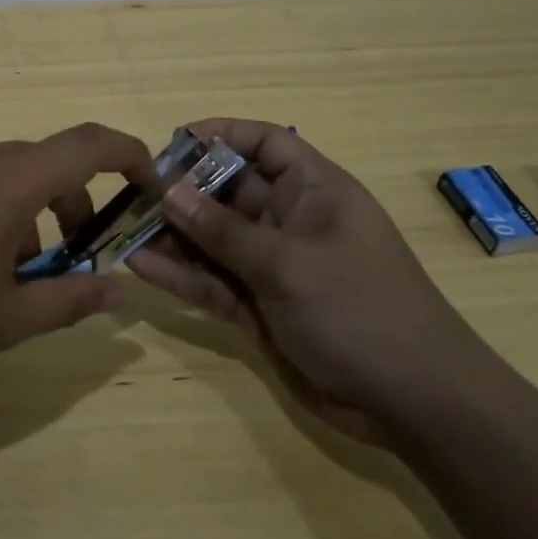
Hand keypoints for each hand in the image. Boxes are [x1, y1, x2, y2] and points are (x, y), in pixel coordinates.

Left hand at [0, 123, 154, 396]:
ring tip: (9, 274)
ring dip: (26, 212)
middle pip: (45, 163)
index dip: (130, 156)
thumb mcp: (5, 321)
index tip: (147, 186)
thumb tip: (116, 291)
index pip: (88, 145)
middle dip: (73, 204)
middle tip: (72, 258)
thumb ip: (70, 301)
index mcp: (7, 180)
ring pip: (3, 175)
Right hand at [126, 119, 497, 437]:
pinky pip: (213, 282)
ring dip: (174, 236)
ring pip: (214, 240)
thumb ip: (225, 231)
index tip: (174, 142)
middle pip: (229, 191)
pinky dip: (181, 276)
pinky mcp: (259, 307)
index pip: (267, 143)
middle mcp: (290, 221)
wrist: (413, 403)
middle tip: (133, 194)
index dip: (223, 135)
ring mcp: (273, 266)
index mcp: (314, 192)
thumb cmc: (361, 310)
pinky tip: (141, 267)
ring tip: (125, 230)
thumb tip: (170, 192)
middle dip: (184, 190)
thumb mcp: (290, 264)